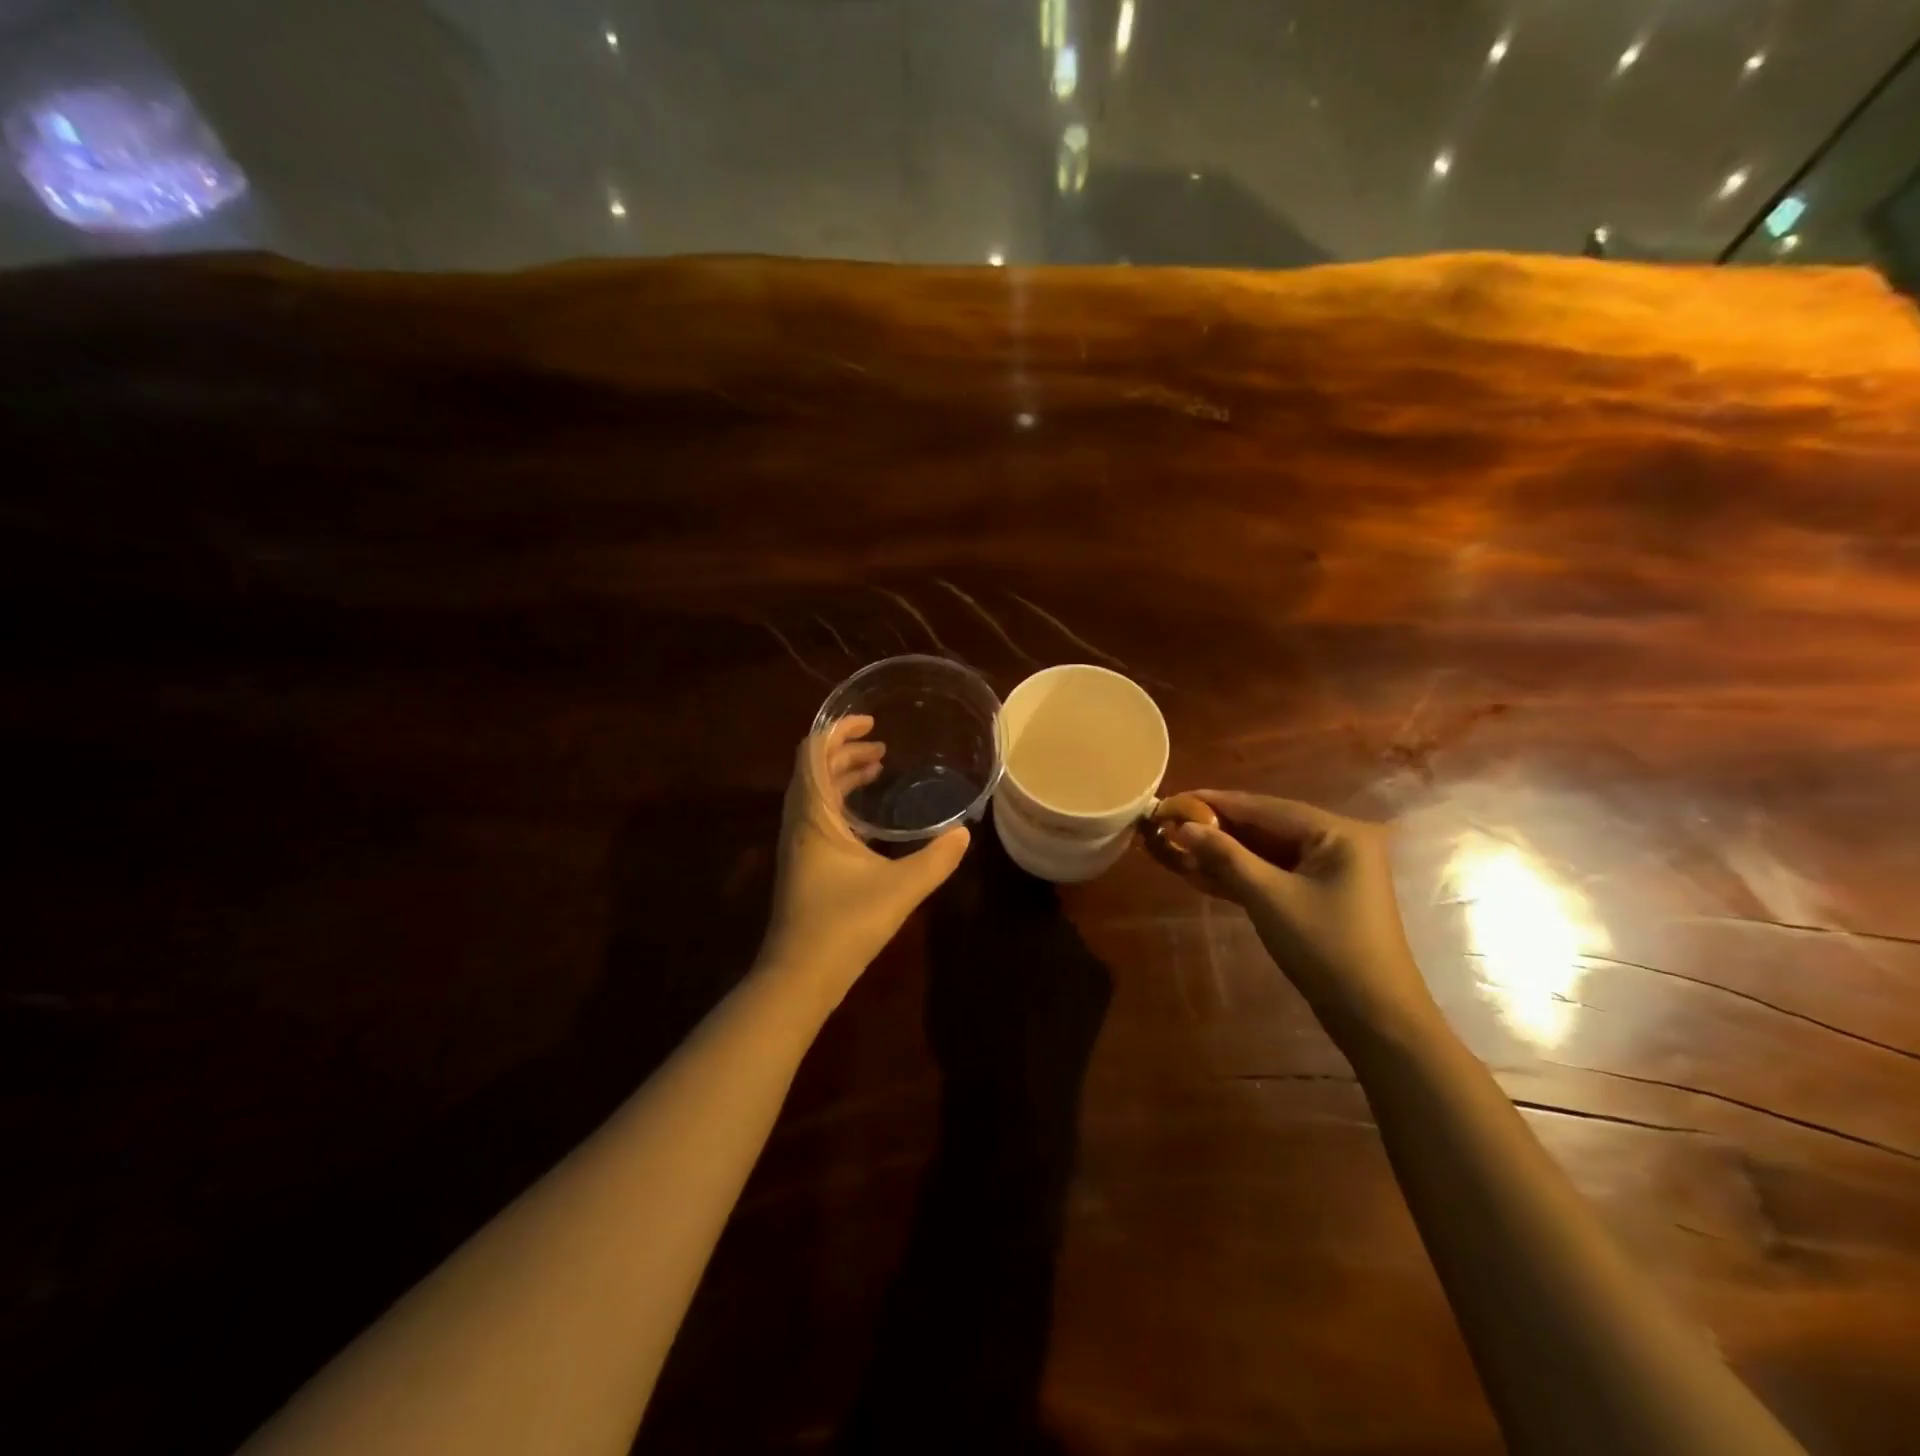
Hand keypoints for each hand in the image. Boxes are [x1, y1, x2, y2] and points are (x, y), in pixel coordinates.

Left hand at [759, 715, 970, 1008]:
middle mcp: (799, 822)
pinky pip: (818, 814)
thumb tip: (965, 832)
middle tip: (882, 747)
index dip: (838, 731)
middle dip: (845, 751)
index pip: (813, 752)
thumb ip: (936, 859)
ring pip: (815, 792)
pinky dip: (840, 801)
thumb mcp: (900, 889)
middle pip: (814, 768)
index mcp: (813, 815)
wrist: (798, 977)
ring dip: (842, 775)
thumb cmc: (844, 925)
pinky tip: (868, 818)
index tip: (870, 722)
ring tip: (877, 770)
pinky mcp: (803, 864)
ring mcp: (797, 844)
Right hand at [1161, 791, 1436, 1048]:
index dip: (1215, 803)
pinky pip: (1272, 873)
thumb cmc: (1325, 948)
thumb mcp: (1268, 897)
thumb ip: (1225, 856)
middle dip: (1217, 830)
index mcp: (1337, 832)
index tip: (1173, 800)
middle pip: (1264, 826)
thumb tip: (1182, 826)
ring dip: (1224, 853)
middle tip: (1169, 825)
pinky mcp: (1318, 893)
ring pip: (1265, 851)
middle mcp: (1336, 841)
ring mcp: (1329, 869)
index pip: (1264, 807)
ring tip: (1176, 848)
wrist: (1373, 1016)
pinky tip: (1201, 872)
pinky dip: (1240, 874)